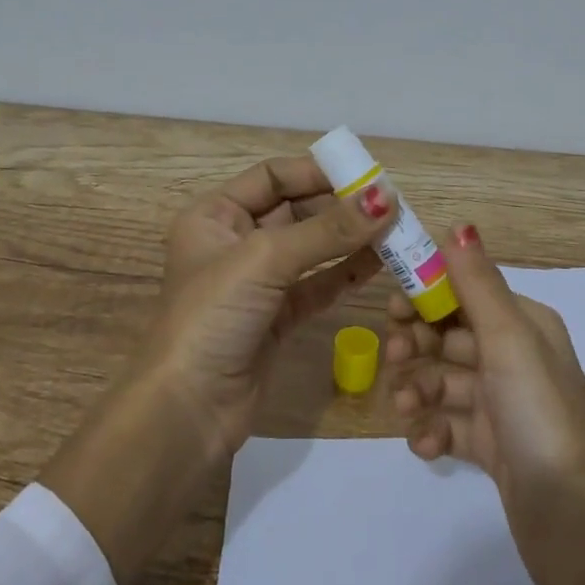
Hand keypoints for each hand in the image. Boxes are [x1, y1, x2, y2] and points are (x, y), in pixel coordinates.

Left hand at [146, 156, 396, 461]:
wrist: (188, 411)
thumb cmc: (213, 317)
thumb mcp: (265, 260)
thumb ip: (327, 230)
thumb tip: (386, 197)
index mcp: (214, 215)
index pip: (272, 177)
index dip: (317, 172)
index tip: (366, 175)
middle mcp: (234, 242)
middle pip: (295, 210)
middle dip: (340, 206)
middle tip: (391, 204)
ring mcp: (257, 282)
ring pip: (311, 248)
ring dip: (350, 239)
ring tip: (396, 230)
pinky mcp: (277, 317)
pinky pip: (318, 284)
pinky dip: (346, 272)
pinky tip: (380, 263)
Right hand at [386, 225, 584, 584]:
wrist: (578, 522)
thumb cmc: (539, 415)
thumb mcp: (508, 339)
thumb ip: (477, 283)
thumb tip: (459, 224)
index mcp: (524, 325)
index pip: (465, 293)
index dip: (427, 295)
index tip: (391, 307)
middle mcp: (515, 358)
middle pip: (450, 336)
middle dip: (417, 343)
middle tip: (393, 357)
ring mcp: (503, 405)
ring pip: (444, 381)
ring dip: (418, 389)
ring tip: (406, 409)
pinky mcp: (493, 448)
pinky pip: (449, 425)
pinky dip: (431, 430)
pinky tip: (425, 446)